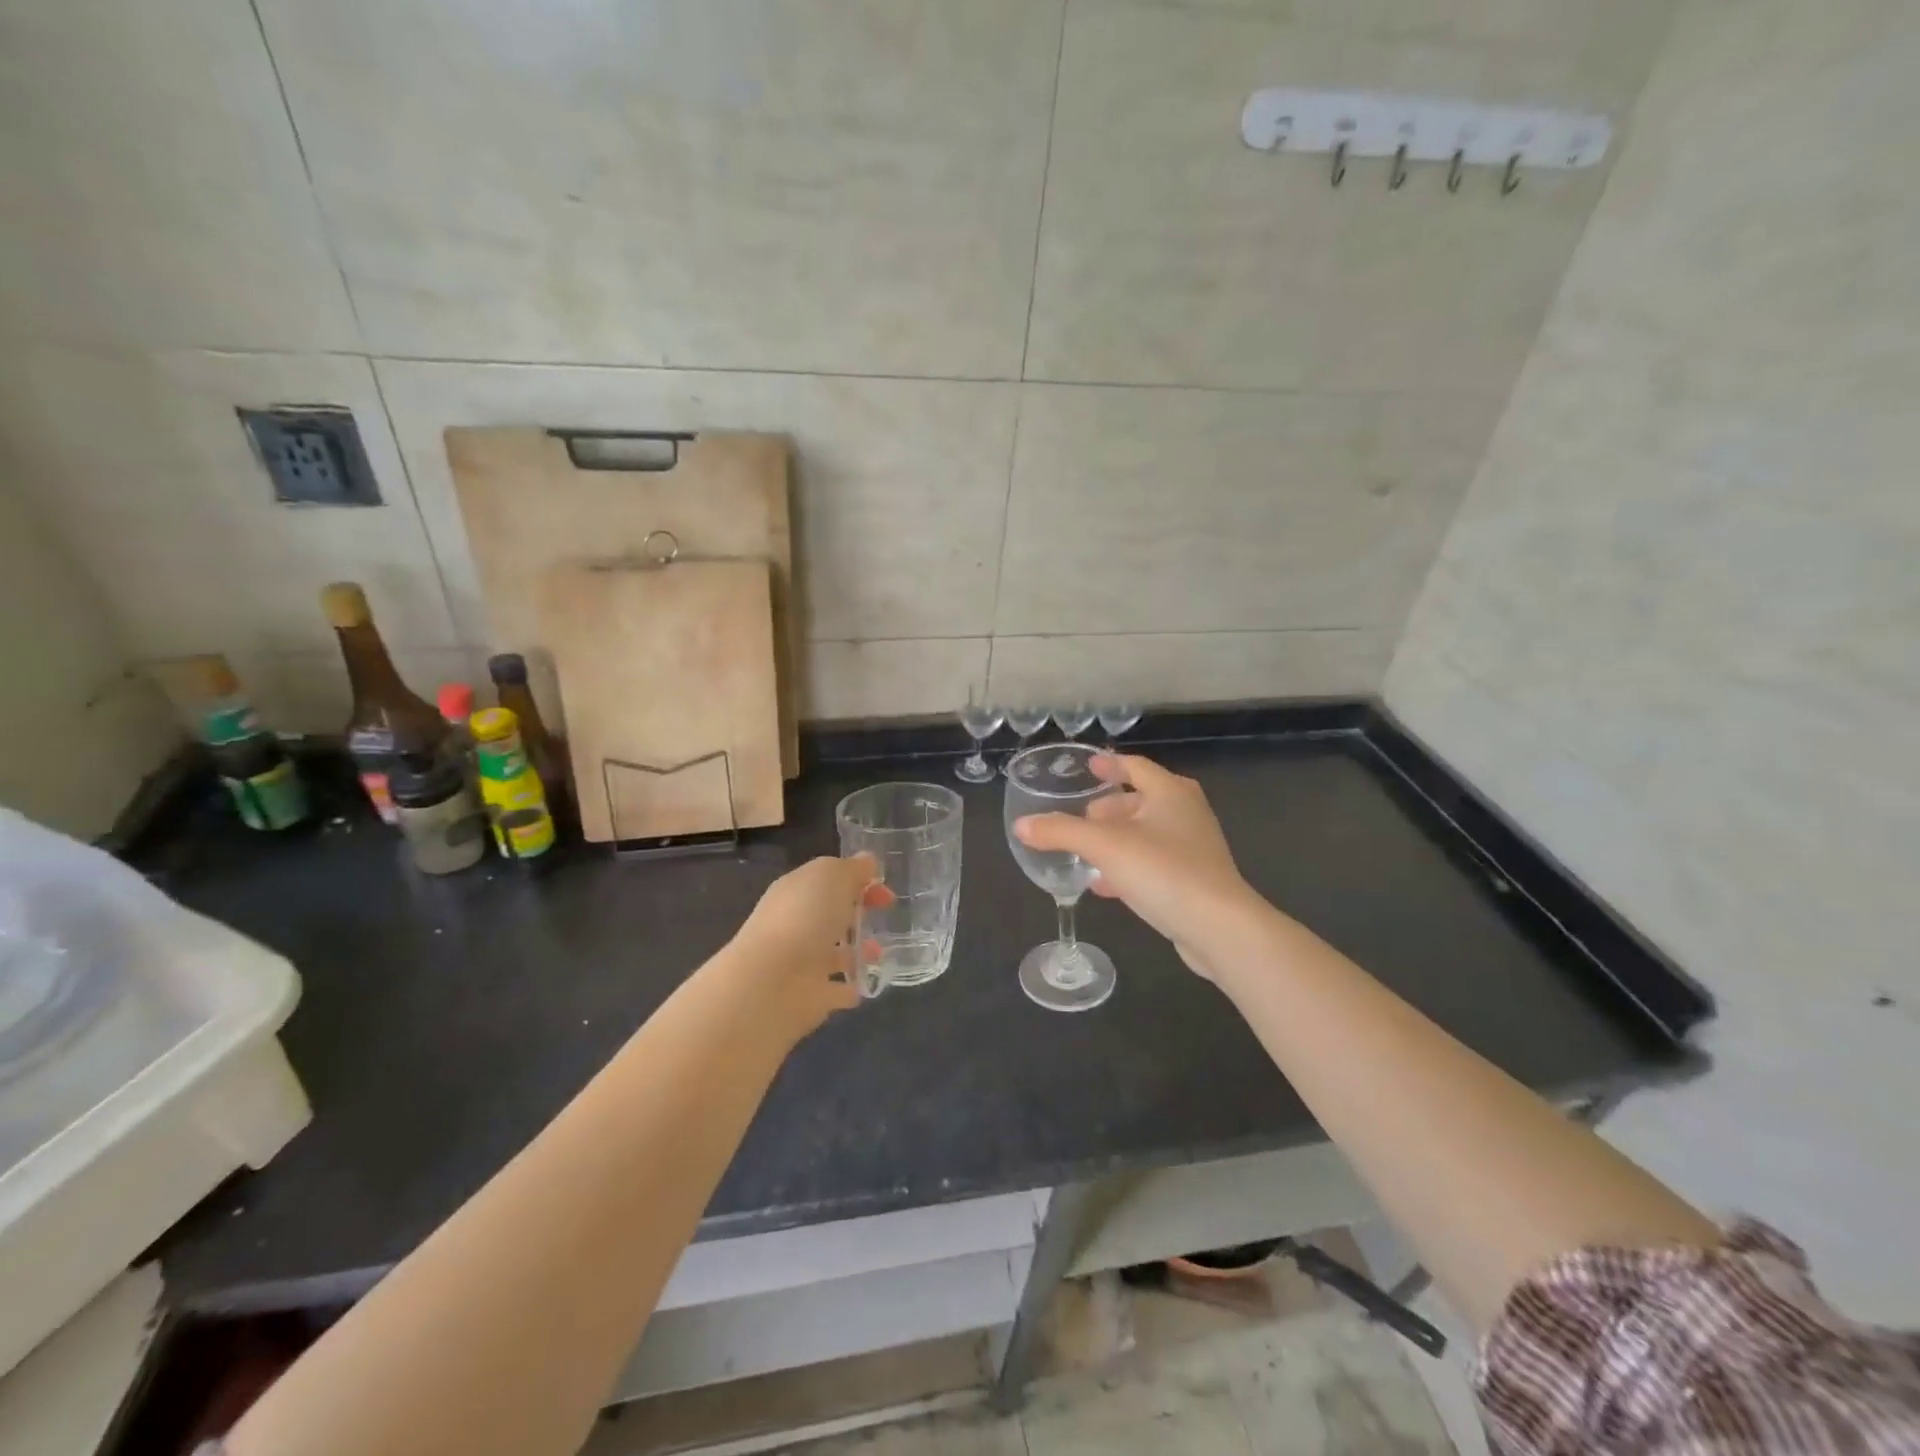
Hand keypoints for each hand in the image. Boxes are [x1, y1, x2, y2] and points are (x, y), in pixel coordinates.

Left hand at [728, 854, 892, 1034]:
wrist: (770, 983)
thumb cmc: (804, 918)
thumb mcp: (833, 877)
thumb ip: (853, 869)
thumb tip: (868, 861)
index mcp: (796, 891)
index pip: (830, 880)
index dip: (859, 881)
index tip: (886, 893)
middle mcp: (795, 924)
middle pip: (829, 914)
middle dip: (856, 914)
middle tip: (886, 917)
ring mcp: (801, 962)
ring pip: (833, 953)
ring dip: (856, 952)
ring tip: (879, 954)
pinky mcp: (809, 997)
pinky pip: (835, 990)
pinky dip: (849, 988)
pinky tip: (867, 987)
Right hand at [1013, 754, 1257, 980]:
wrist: (1219, 928)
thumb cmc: (1164, 871)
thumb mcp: (1104, 847)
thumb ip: (1061, 832)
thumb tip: (1021, 825)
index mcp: (1170, 792)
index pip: (1135, 766)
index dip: (1109, 764)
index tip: (1087, 766)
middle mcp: (1186, 813)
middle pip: (1141, 800)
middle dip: (1109, 807)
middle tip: (1081, 817)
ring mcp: (1194, 848)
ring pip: (1147, 834)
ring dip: (1116, 840)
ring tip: (1085, 851)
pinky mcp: (1194, 880)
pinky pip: (1153, 863)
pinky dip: (1128, 866)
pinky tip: (1104, 886)